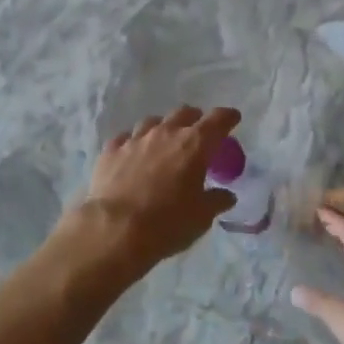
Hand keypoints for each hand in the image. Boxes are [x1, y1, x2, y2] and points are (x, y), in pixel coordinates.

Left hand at [62, 106, 240, 272]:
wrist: (115, 229)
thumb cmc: (167, 223)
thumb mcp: (201, 217)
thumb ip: (216, 201)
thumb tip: (226, 196)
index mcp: (194, 145)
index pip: (217, 120)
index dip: (228, 117)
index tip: (232, 118)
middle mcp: (165, 133)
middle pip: (184, 114)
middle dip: (195, 120)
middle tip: (198, 134)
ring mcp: (135, 139)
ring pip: (153, 122)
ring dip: (163, 128)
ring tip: (164, 143)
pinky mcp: (111, 150)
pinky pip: (126, 138)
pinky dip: (135, 143)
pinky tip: (134, 154)